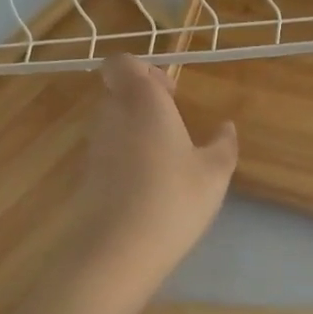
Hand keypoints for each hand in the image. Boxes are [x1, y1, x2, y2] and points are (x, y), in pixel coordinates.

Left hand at [74, 54, 236, 285]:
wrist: (117, 251)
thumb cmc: (173, 199)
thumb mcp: (214, 173)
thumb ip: (223, 144)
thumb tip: (226, 127)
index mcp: (142, 101)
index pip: (122, 63)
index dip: (144, 70)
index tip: (170, 94)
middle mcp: (112, 114)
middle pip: (118, 91)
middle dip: (144, 102)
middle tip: (174, 127)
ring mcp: (95, 145)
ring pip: (112, 122)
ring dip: (136, 131)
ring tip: (166, 161)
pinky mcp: (86, 175)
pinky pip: (108, 151)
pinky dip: (126, 158)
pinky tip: (149, 186)